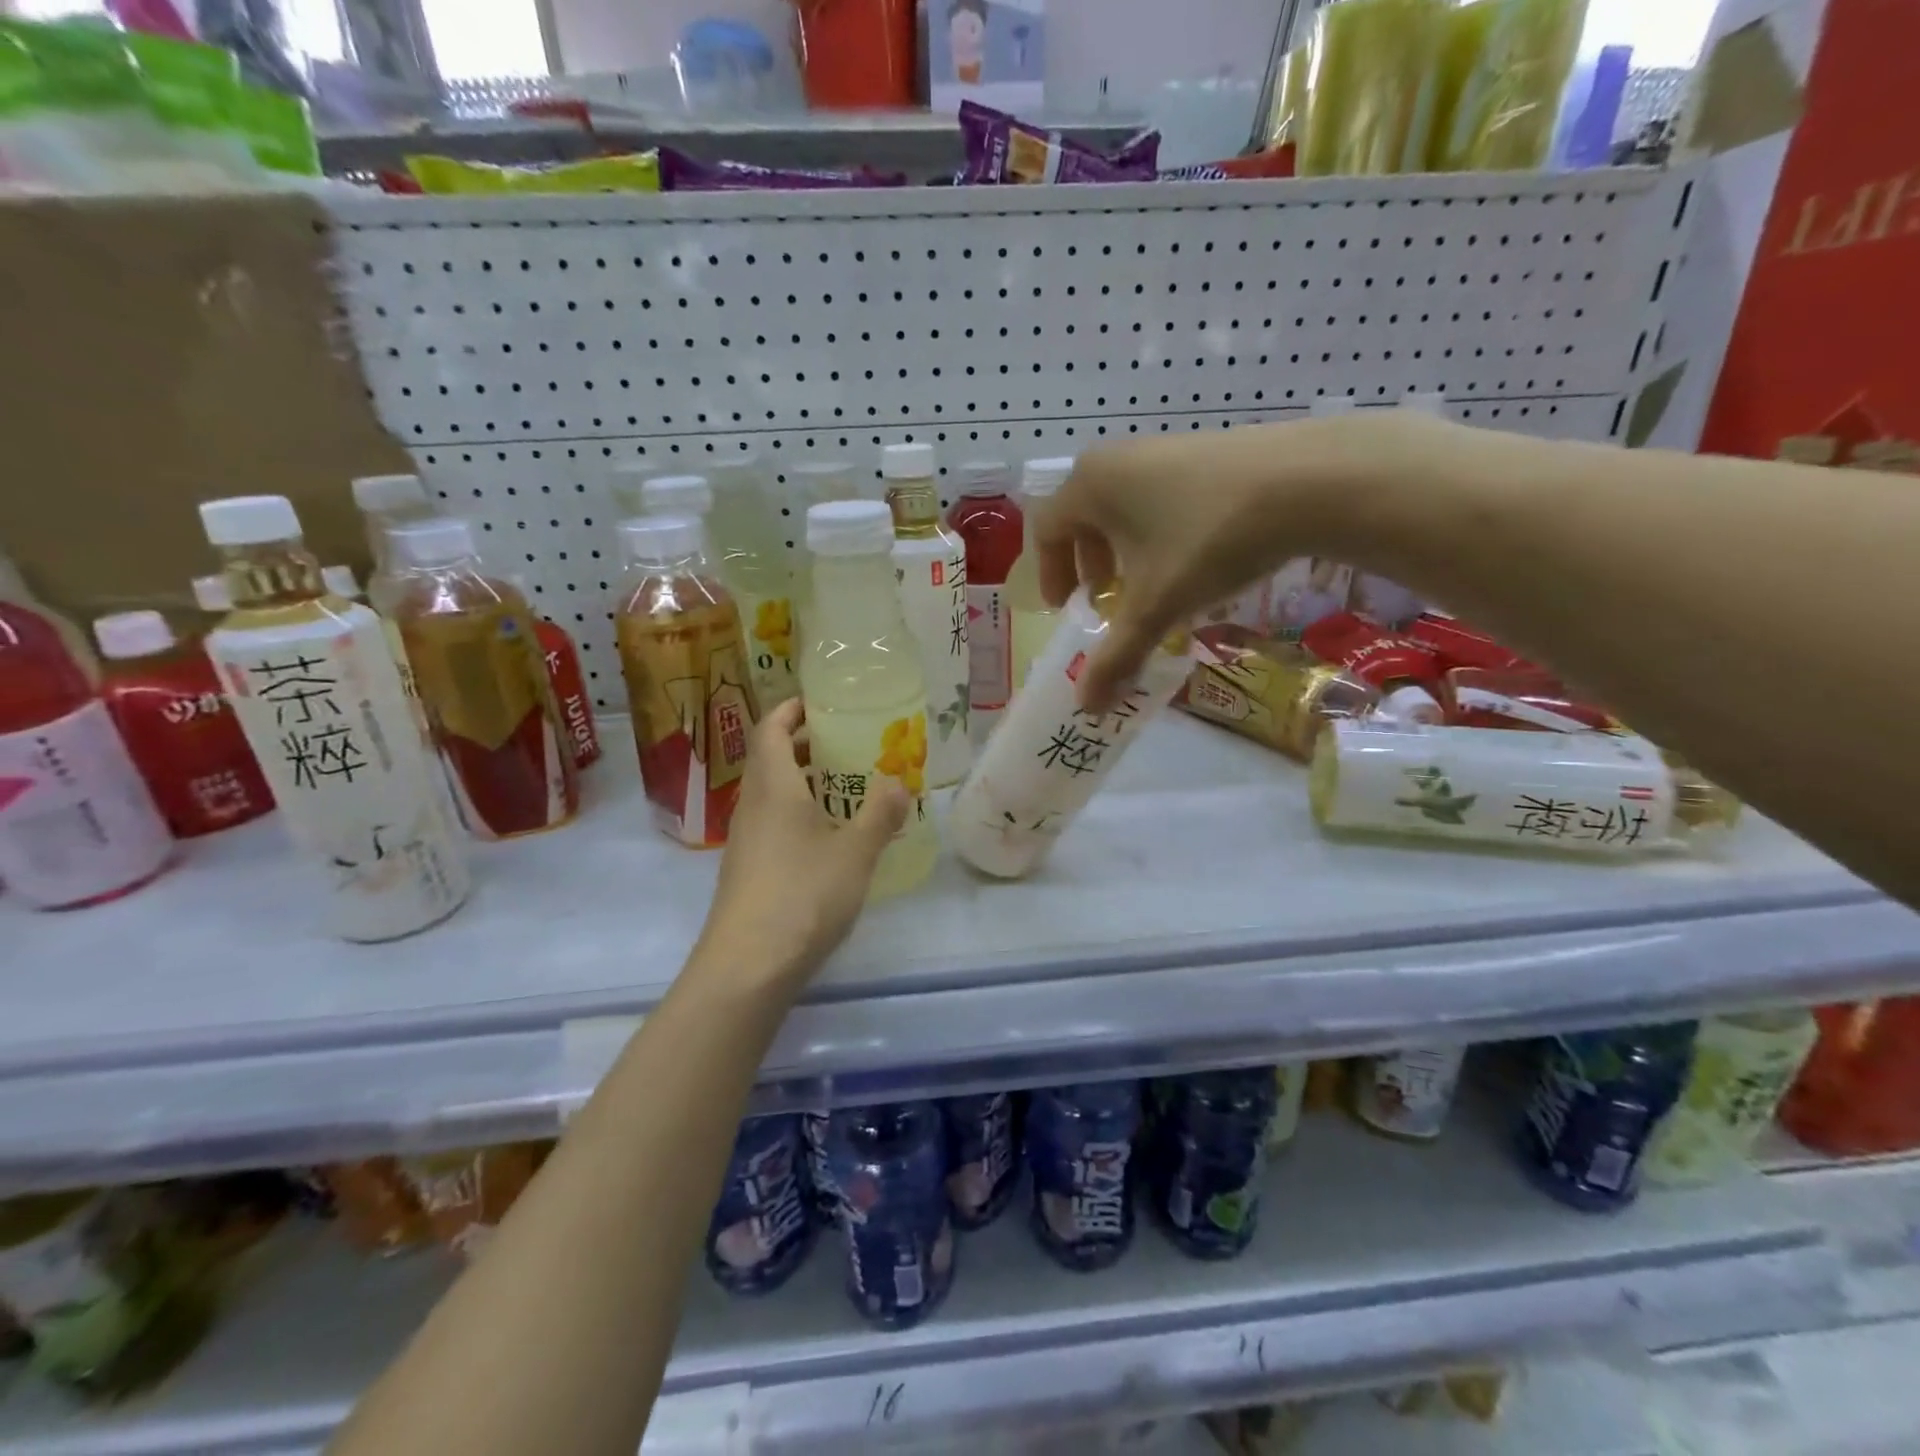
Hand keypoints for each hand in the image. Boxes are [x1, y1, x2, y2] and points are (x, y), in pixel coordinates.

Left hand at [695, 698, 907, 988]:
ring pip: (772, 793)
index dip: (791, 709)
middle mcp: (752, 806)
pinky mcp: (748, 870)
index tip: (820, 701)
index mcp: (773, 787)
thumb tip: (899, 783)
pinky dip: (799, 813)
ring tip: (845, 786)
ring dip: (803, 781)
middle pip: (770, 758)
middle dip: (803, 744)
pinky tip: (829, 837)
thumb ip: (879, 814)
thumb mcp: (855, 853)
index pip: (771, 729)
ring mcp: (746, 840)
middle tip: (845, 742)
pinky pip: (773, 823)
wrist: (748, 966)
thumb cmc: (802, 895)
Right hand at [1034, 413, 1430, 710]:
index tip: (1070, 609)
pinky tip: (1194, 559)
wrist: (1308, 480)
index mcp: (1089, 486)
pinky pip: (1160, 496)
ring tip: (1152, 585)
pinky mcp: (1203, 450)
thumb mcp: (1156, 606)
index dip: (1051, 575)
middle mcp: (1117, 460)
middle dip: (1089, 566)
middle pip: (1082, 517)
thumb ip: (1116, 656)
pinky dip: (1159, 532)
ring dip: (1125, 552)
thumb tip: (1087, 708)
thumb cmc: (1207, 540)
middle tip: (1107, 601)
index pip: (1046, 531)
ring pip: (1123, 507)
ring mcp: (1162, 449)